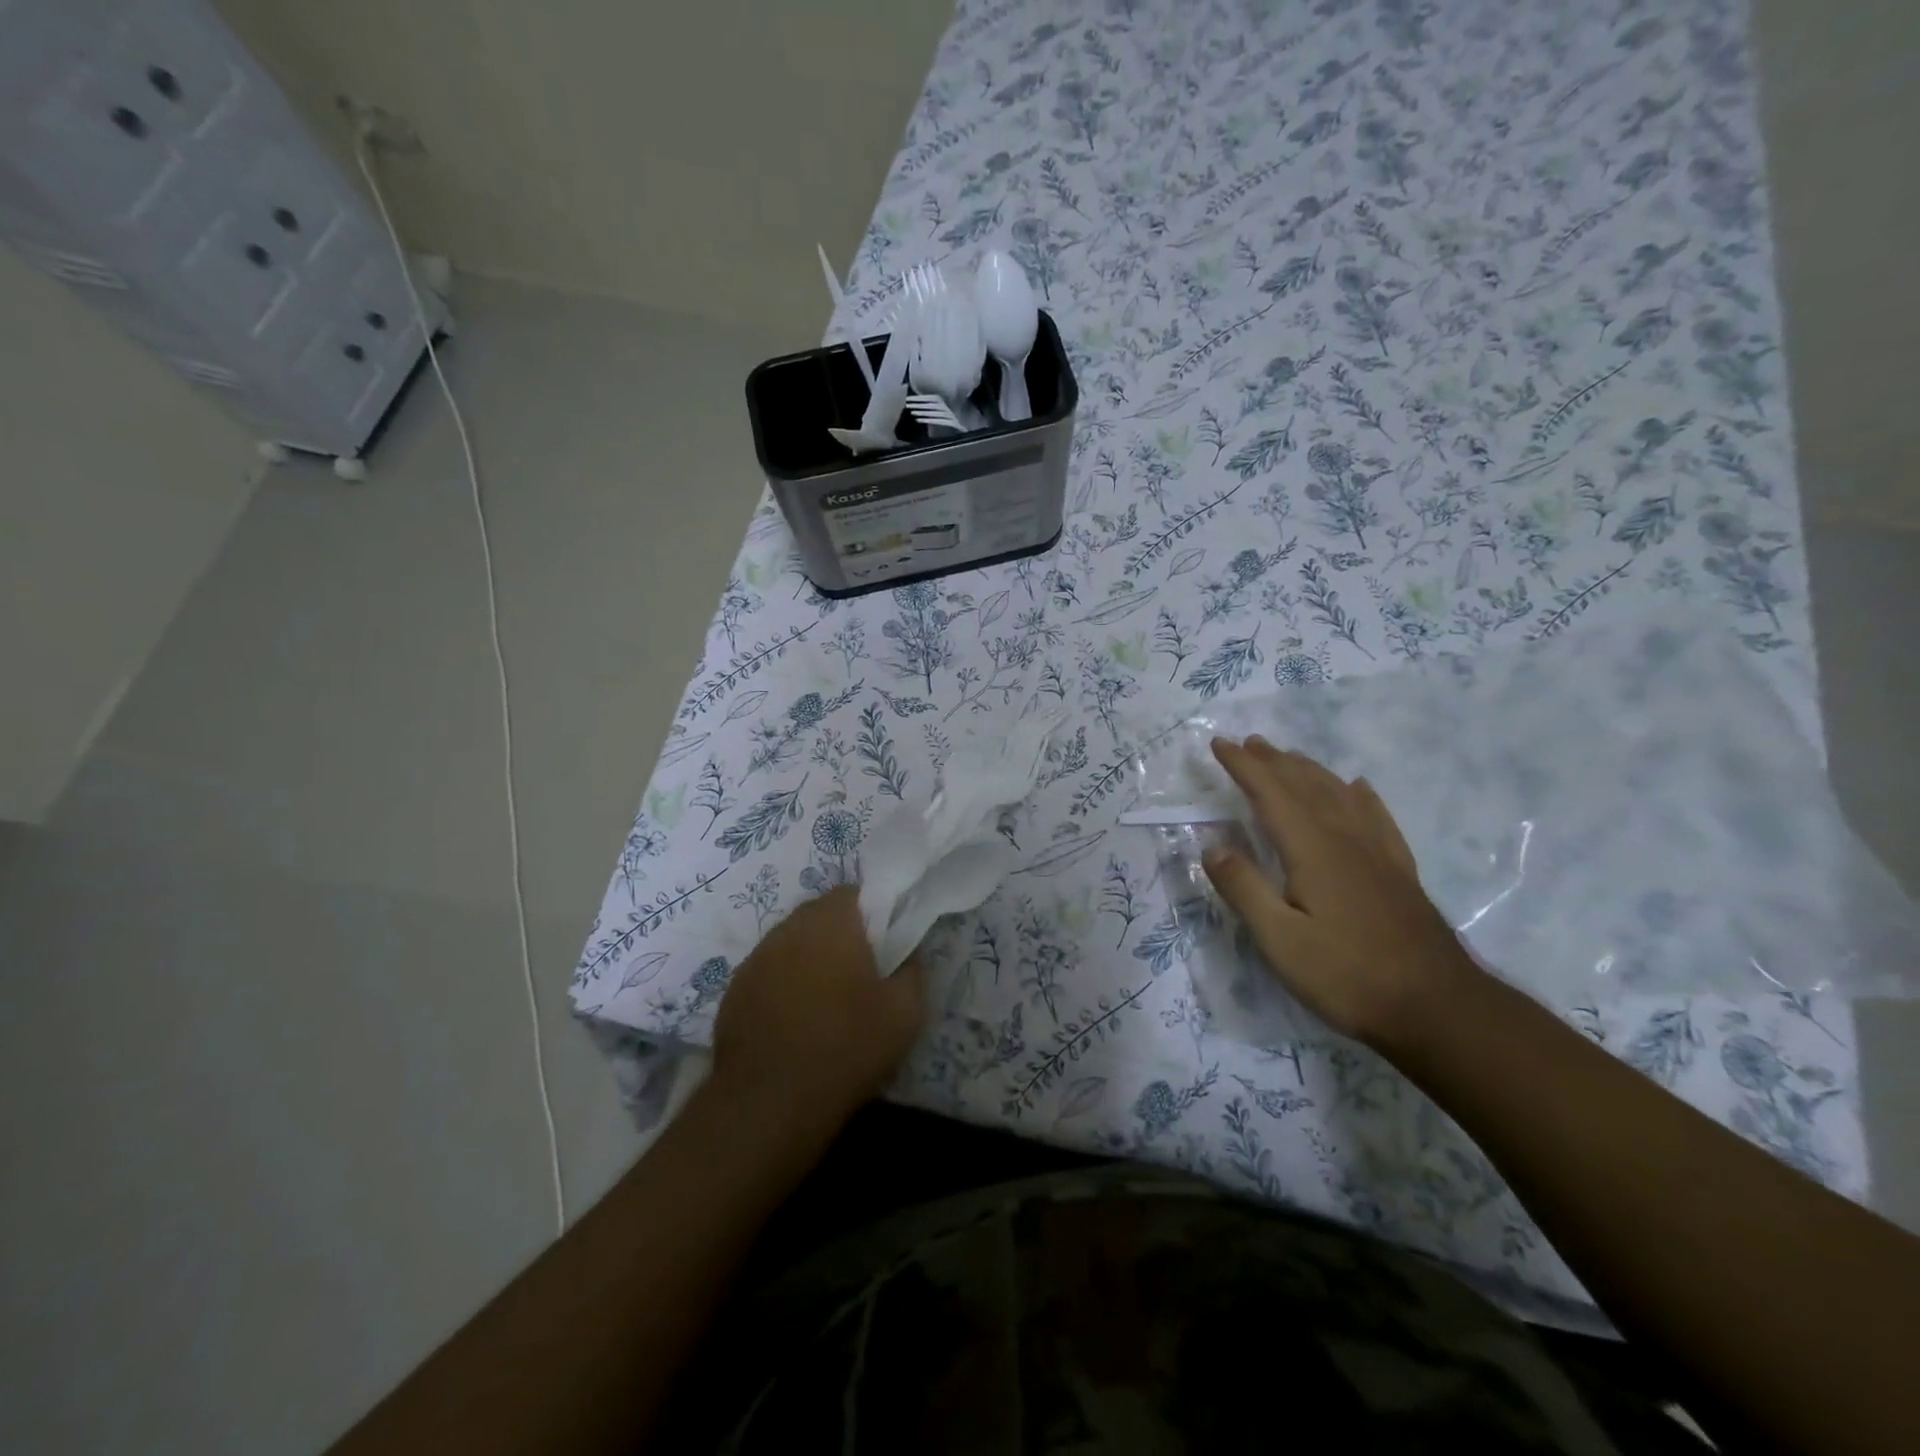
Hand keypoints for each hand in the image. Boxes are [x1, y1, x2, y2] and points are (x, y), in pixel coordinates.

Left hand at [711, 886, 926, 1140]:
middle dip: (843, 934)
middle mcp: (789, 927)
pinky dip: (785, 983)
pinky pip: (770, 970)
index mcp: (832, 921)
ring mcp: (757, 957)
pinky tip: (796, 1020)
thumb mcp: (906, 1012)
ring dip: (812, 957)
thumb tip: (907, 948)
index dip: (875, 913)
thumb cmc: (846, 1049)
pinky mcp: (735, 988)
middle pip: (822, 914)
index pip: (856, 893)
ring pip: (794, 941)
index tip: (886, 944)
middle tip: (862, 972)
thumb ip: (913, 967)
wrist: (769, 1105)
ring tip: (828, 999)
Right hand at [1201, 736, 1478, 1048]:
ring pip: (1340, 794)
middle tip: (1249, 742)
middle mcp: (1346, 839)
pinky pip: (1378, 817)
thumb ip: (1244, 889)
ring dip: (1310, 770)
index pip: (1271, 794)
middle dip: (1274, 761)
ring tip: (1290, 756)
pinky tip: (1359, 788)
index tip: (1219, 743)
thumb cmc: (1347, 975)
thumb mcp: (1280, 940)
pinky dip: (1362, 795)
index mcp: (1313, 850)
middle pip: (1305, 786)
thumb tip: (1211, 847)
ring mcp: (1378, 854)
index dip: (1243, 767)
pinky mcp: (1399, 872)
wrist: (1437, 1008)